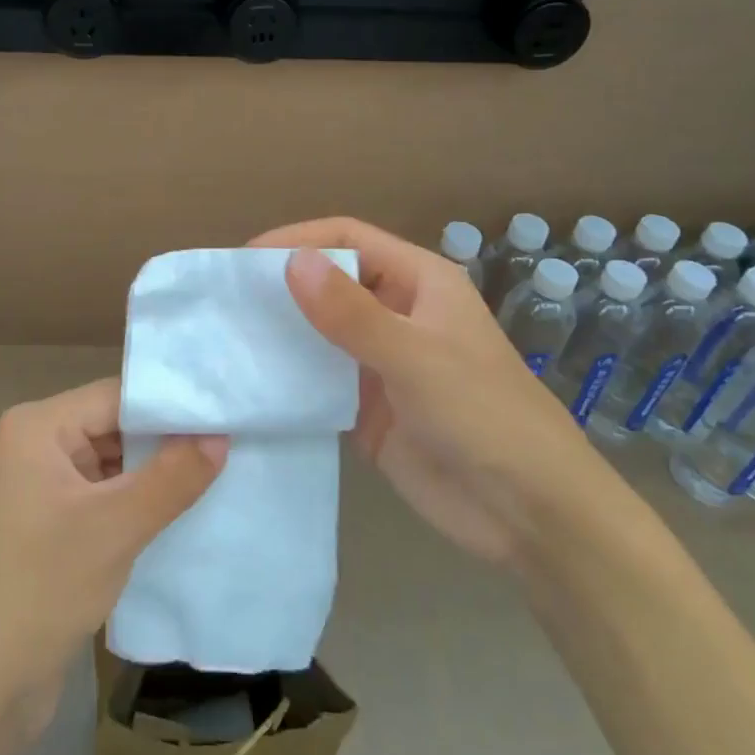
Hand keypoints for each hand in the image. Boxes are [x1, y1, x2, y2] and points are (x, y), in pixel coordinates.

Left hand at [0, 377, 226, 725]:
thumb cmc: (42, 588)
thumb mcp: (115, 527)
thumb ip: (172, 477)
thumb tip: (220, 437)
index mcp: (38, 427)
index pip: (116, 397)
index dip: (171, 405)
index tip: (227, 414)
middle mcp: (38, 445)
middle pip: (116, 426)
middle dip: (168, 440)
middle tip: (232, 442)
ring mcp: (44, 486)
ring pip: (114, 462)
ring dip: (158, 473)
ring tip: (222, 470)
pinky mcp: (54, 523)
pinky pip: (106, 495)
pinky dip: (141, 501)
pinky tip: (185, 508)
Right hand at [251, 218, 621, 567]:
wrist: (530, 515)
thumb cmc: (484, 417)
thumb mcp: (416, 358)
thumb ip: (352, 313)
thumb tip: (291, 261)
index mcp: (418, 282)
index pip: (348, 239)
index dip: (299, 239)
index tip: (245, 259)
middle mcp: (396, 313)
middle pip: (329, 281)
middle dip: (281, 285)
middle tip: (224, 299)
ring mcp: (379, 362)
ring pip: (319, 331)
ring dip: (279, 331)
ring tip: (225, 336)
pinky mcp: (366, 408)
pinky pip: (318, 380)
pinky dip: (287, 377)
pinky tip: (250, 382)